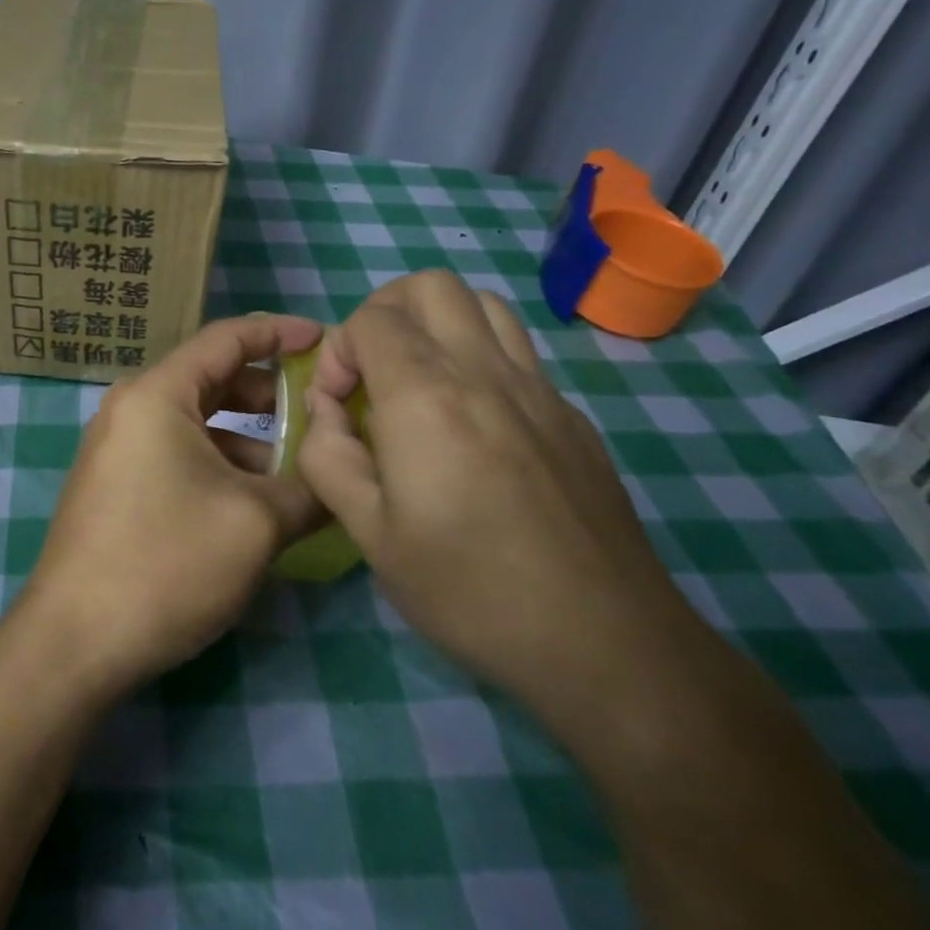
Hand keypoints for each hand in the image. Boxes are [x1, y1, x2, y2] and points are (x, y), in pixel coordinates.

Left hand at [18, 313, 324, 691]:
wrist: (75, 641)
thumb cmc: (167, 564)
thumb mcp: (256, 524)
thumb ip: (308, 488)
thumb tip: (340, 478)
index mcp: (156, 395)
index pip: (226, 339)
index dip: (278, 333)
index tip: (323, 340)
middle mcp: (131, 409)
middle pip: (212, 380)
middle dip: (268, 394)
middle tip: (320, 413)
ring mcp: (118, 449)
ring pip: (196, 423)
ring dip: (247, 439)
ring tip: (296, 471)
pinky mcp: (116, 486)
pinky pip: (177, 454)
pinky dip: (219, 464)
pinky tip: (252, 503)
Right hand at [295, 270, 704, 739]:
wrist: (603, 642)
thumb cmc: (469, 590)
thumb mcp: (369, 534)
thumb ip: (329, 456)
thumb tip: (326, 412)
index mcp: (426, 397)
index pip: (372, 318)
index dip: (339, 349)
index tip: (336, 403)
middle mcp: (485, 372)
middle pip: (430, 286)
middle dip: (384, 311)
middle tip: (370, 371)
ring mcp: (539, 389)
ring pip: (484, 304)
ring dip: (437, 323)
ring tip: (418, 381)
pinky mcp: (571, 416)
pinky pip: (518, 351)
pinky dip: (478, 356)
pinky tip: (472, 424)